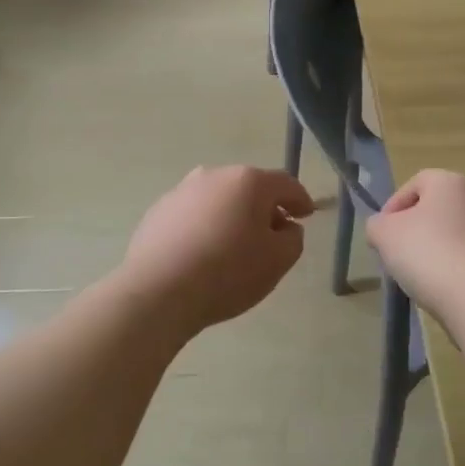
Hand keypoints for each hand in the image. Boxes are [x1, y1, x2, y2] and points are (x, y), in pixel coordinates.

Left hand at [117, 166, 314, 335]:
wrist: (158, 290)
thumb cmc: (227, 272)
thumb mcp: (278, 261)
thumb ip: (292, 238)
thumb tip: (285, 226)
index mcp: (248, 181)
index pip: (285, 184)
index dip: (300, 200)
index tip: (306, 216)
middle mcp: (214, 175)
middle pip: (249, 187)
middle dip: (264, 208)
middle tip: (272, 235)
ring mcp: (182, 190)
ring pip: (219, 199)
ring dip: (232, 215)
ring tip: (235, 246)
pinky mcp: (159, 210)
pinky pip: (193, 214)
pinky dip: (204, 226)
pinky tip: (202, 253)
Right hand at [366, 169, 464, 319]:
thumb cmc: (429, 251)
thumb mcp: (384, 234)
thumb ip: (377, 226)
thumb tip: (382, 229)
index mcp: (452, 182)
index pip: (416, 183)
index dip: (394, 206)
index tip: (383, 234)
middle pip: (440, 210)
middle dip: (418, 230)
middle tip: (400, 255)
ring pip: (460, 236)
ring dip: (440, 252)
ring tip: (423, 279)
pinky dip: (460, 272)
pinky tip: (448, 292)